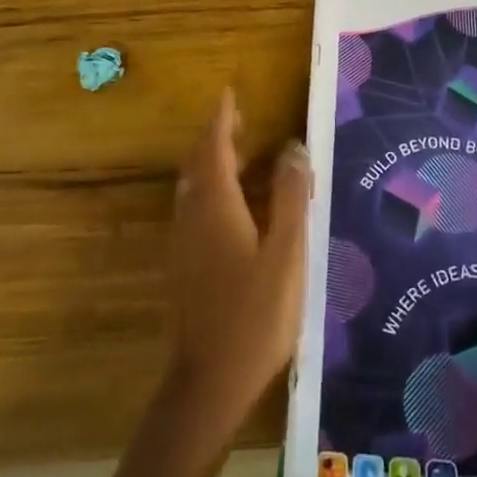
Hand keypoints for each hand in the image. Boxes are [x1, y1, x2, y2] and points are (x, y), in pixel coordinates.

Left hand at [164, 88, 310, 432]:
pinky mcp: (184, 266)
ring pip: (195, 187)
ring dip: (215, 164)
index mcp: (216, 206)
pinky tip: (239, 208)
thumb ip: (289, 198)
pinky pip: (196, 209)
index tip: (229, 93)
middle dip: (217, 137)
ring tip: (246, 157)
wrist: (208, 383)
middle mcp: (192, 216)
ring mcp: (184, 243)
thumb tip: (293, 148)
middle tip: (242, 121)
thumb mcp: (286, 254)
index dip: (221, 119)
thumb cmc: (254, 316)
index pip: (214, 147)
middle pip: (199, 164)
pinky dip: (214, 191)